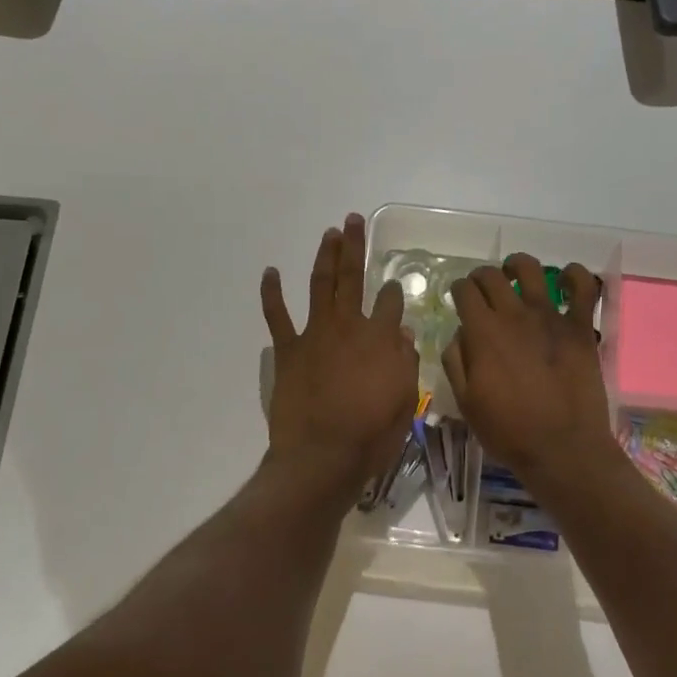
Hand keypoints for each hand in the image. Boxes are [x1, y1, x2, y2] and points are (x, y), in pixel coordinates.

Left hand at [262, 214, 418, 496]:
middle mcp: (349, 326)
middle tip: (352, 220)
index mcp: (381, 338)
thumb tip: (403, 332)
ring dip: (324, 257)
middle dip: (354, 247)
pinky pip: (277, 316)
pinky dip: (272, 293)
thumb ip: (405, 361)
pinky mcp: (288, 350)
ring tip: (329, 233)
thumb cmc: (371, 434)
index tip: (395, 285)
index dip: (395, 291)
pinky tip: (271, 272)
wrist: (322, 456)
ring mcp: (315, 334)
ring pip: (320, 285)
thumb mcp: (404, 401)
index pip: (391, 302)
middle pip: (353, 278)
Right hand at [442, 254, 616, 482]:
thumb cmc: (508, 431)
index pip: (464, 291)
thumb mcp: (466, 402)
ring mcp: (550, 318)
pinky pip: (584, 288)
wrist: (561, 448)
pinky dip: (576, 276)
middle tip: (482, 289)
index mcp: (483, 332)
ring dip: (518, 266)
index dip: (458, 290)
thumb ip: (456, 361)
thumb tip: (460, 334)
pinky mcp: (580, 328)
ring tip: (515, 275)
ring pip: (531, 270)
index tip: (459, 299)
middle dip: (481, 277)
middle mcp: (514, 315)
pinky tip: (567, 278)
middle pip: (492, 276)